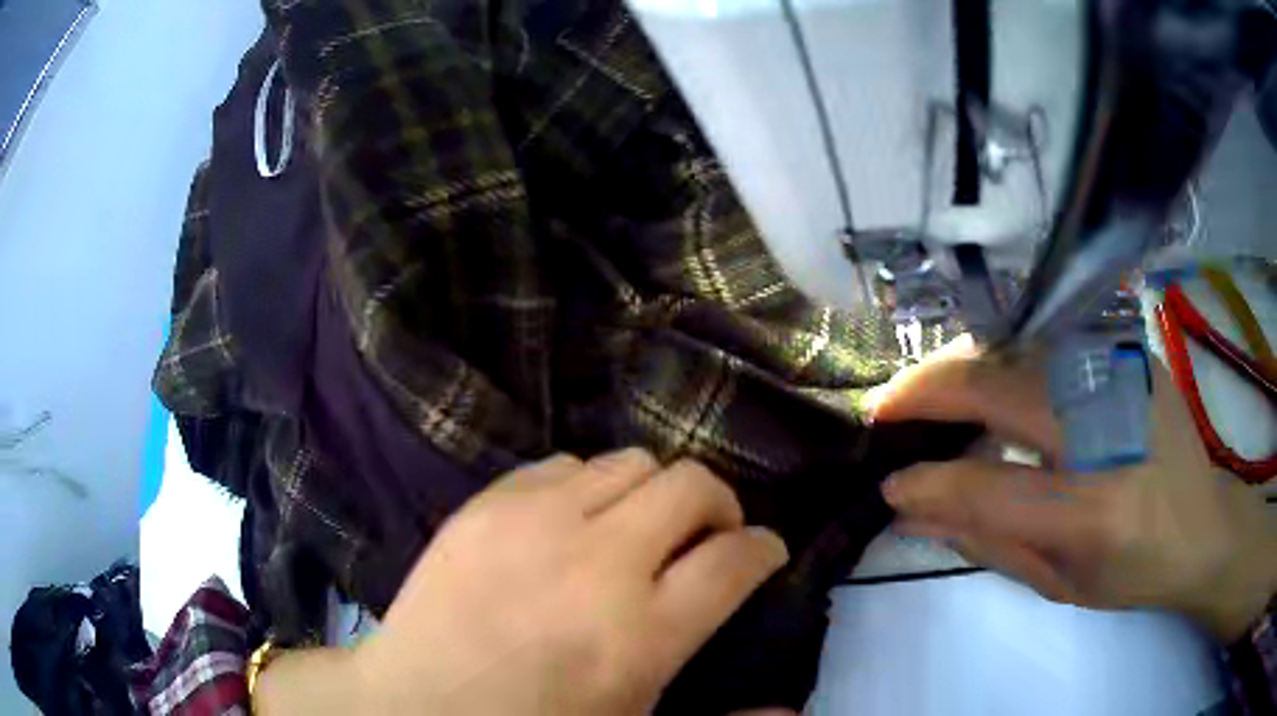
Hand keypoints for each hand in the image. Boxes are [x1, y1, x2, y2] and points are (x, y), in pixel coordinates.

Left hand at [349, 449, 789, 714]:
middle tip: (706, 537)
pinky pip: (562, 464)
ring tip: (637, 528)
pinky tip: (571, 523)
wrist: (415, 707)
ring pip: (630, 462)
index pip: (736, 559)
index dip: (765, 549)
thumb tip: (791, 708)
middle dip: (718, 506)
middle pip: (692, 486)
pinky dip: (586, 487)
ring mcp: (535, 522)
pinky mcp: (485, 505)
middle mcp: (597, 563)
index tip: (766, 552)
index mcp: (642, 634)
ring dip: (651, 492)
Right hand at [871, 338, 1276, 642]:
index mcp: (1095, 508)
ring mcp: (1123, 375)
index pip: (991, 486)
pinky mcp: (1130, 352)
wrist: (1204, 524)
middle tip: (886, 407)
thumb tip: (919, 512)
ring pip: (1019, 352)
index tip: (889, 485)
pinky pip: (1050, 345)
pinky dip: (1004, 360)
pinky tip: (985, 380)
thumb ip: (989, 543)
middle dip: (929, 391)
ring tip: (924, 392)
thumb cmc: (1135, 571)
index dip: (931, 483)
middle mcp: (1109, 426)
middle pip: (1001, 388)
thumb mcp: (1061, 583)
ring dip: (961, 368)